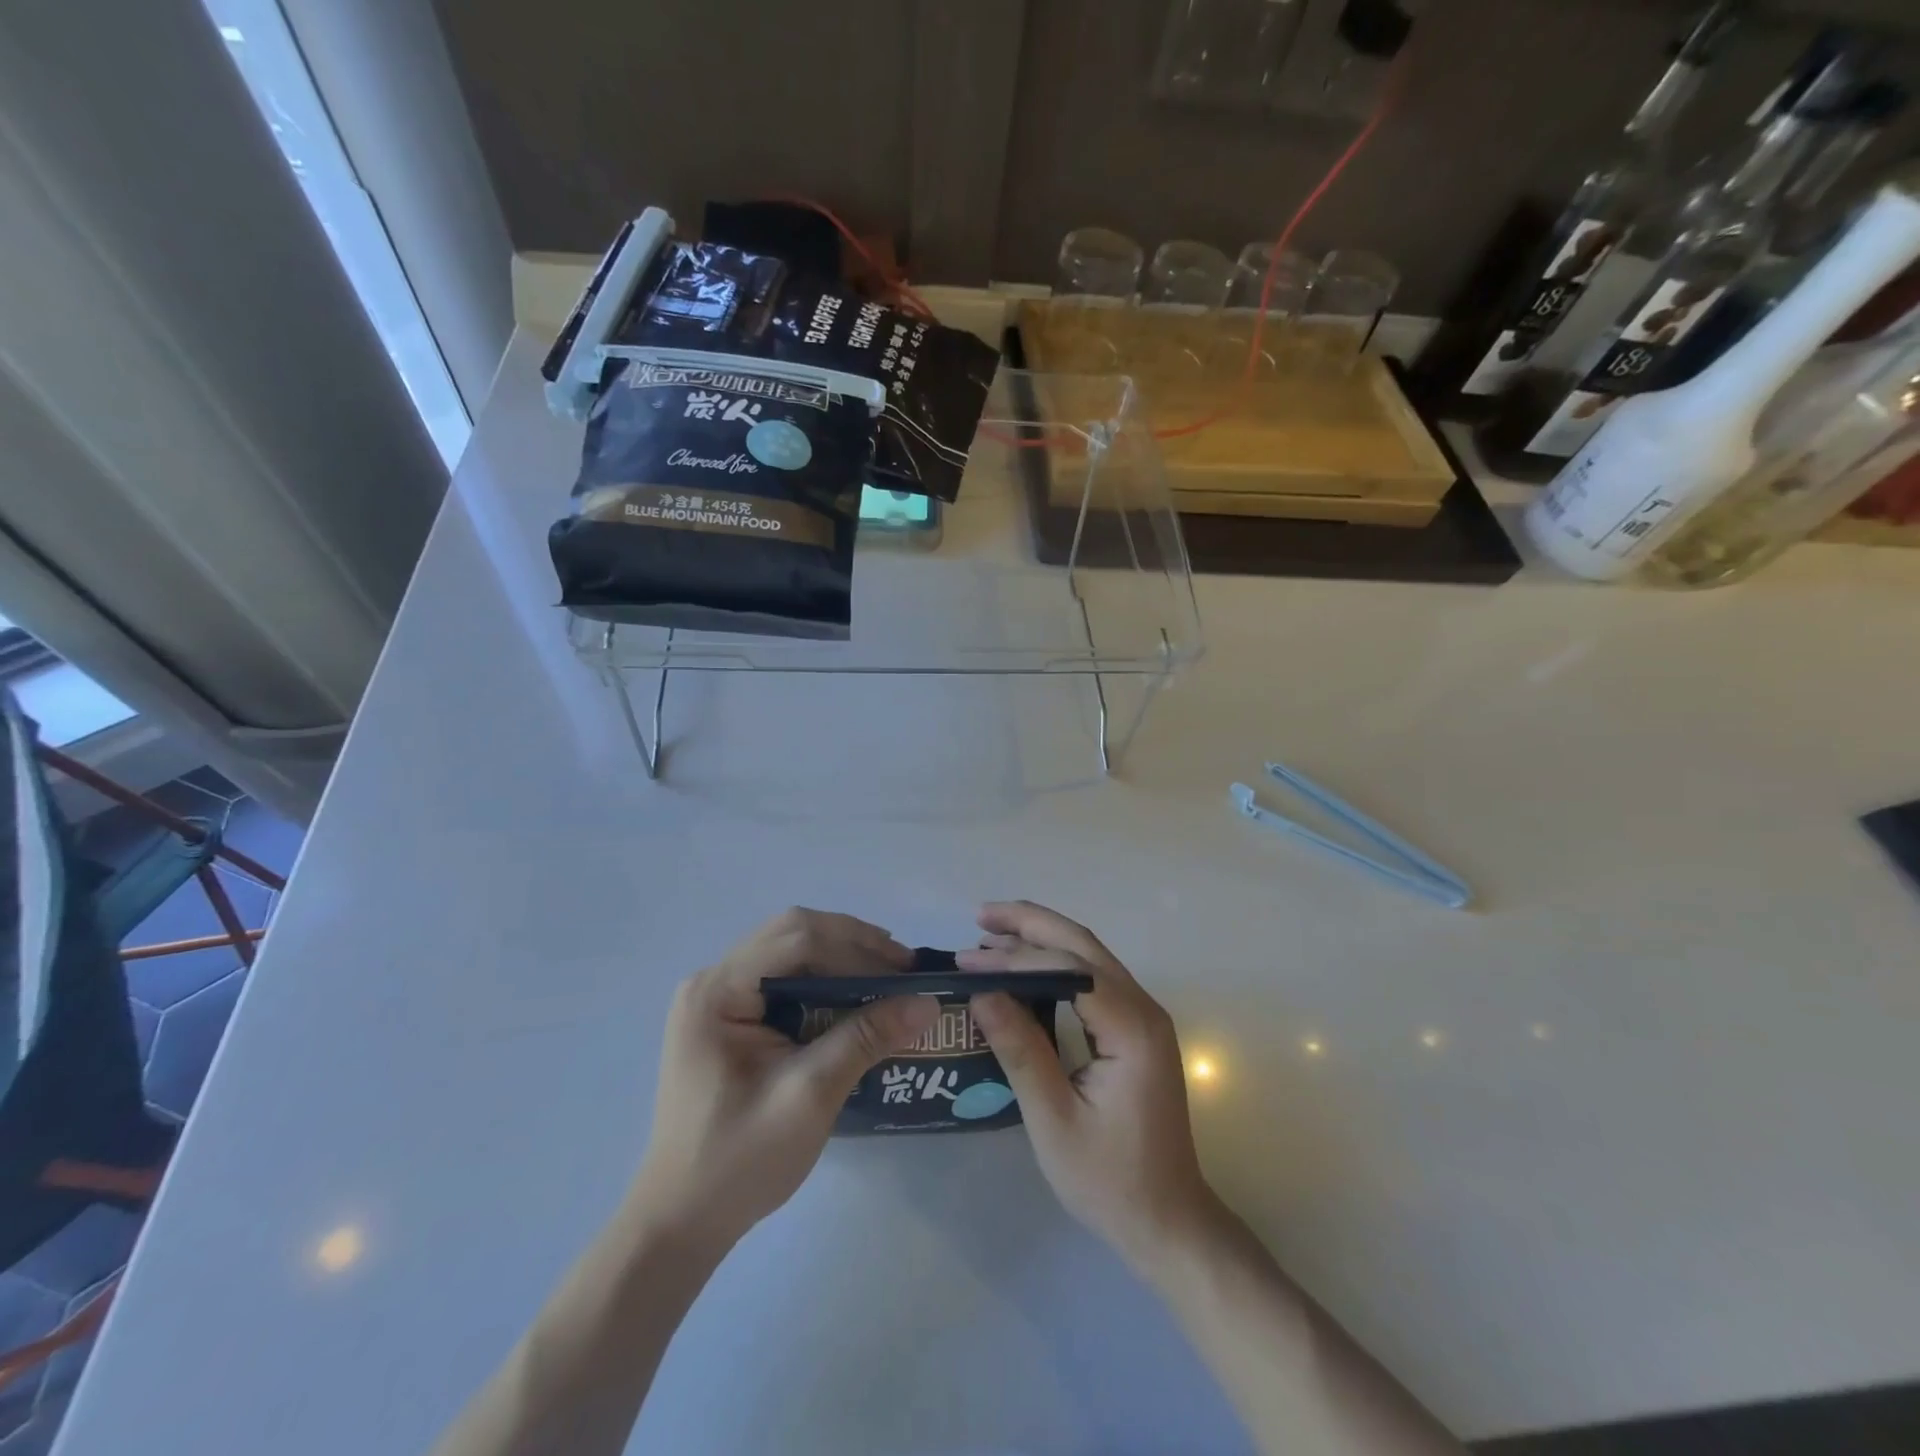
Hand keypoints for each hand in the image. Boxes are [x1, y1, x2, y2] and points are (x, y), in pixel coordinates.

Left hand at [629, 908, 938, 1248]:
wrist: (681, 1222)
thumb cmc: (738, 1162)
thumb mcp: (810, 1096)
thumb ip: (865, 1039)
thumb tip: (928, 1002)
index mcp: (717, 992)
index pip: (796, 939)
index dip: (856, 947)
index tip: (906, 971)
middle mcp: (712, 980)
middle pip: (792, 934)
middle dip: (852, 944)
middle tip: (902, 967)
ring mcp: (717, 997)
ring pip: (790, 950)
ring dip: (841, 957)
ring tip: (888, 976)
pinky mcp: (728, 1017)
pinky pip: (783, 977)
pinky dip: (824, 979)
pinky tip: (854, 996)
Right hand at [958, 901, 1221, 1272]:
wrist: (1168, 1221)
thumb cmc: (1110, 1180)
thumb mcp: (1053, 1119)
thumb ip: (1020, 1050)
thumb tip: (981, 993)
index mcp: (1131, 1029)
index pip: (1068, 968)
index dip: (1016, 956)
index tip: (968, 958)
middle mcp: (1144, 1009)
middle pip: (1083, 945)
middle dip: (1031, 924)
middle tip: (980, 916)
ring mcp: (1144, 1016)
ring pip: (1090, 956)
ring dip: (1042, 939)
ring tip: (991, 934)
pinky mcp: (1136, 1029)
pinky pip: (1093, 978)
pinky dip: (1056, 963)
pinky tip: (1024, 968)